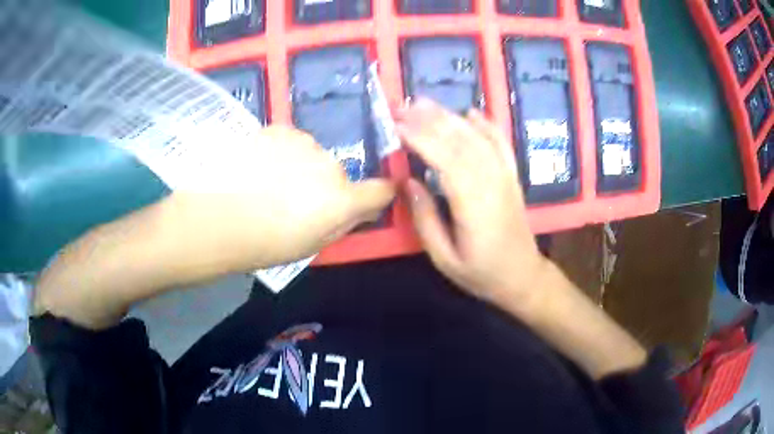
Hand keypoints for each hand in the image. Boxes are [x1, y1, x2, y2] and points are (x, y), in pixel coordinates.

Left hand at [34, 125, 394, 328]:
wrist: (206, 219)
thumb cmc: (255, 245)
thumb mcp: (305, 246)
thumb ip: (338, 224)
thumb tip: (357, 208)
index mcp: (338, 200)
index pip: (380, 190)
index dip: (379, 194)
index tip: (373, 197)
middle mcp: (326, 164)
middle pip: (338, 172)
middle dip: (323, 185)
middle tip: (293, 203)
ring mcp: (298, 142)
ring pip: (311, 155)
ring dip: (299, 167)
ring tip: (265, 185)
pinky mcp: (273, 129)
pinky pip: (289, 143)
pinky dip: (279, 153)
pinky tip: (253, 167)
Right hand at [396, 99, 548, 310]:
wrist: (523, 277)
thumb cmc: (481, 273)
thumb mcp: (445, 259)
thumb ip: (425, 220)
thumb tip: (407, 182)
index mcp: (473, 205)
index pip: (445, 160)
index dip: (420, 139)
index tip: (396, 125)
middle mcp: (492, 183)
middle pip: (460, 142)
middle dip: (429, 120)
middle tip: (402, 106)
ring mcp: (505, 177)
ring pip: (477, 137)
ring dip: (450, 116)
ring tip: (424, 102)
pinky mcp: (512, 177)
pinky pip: (501, 144)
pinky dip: (487, 124)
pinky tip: (471, 111)